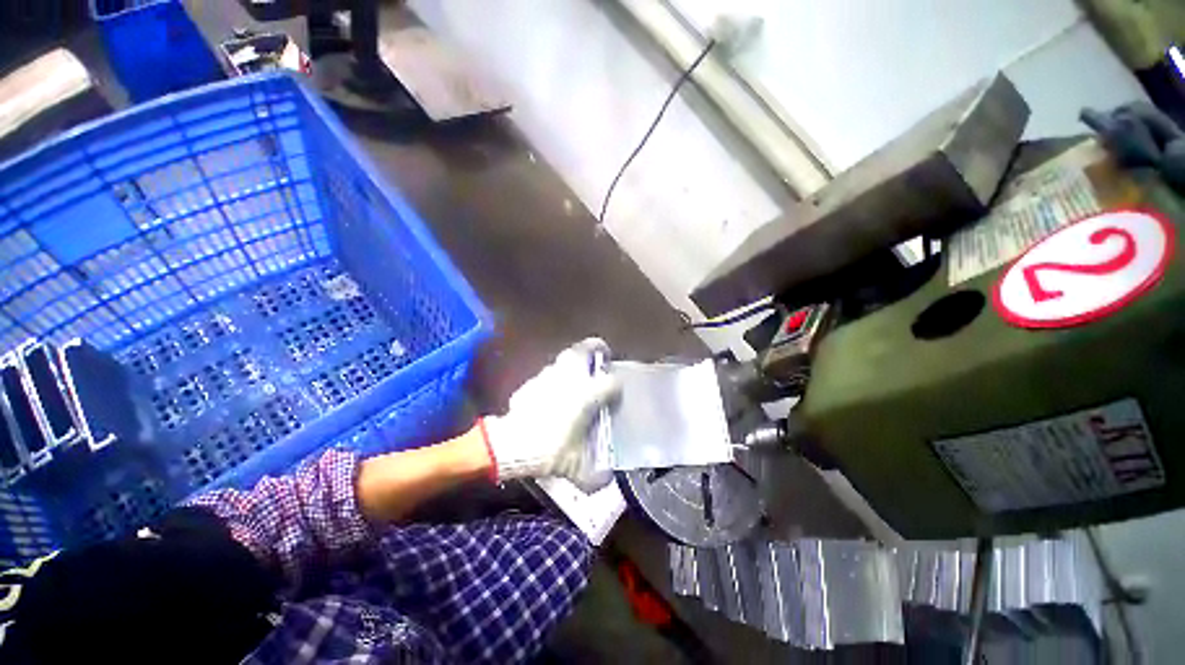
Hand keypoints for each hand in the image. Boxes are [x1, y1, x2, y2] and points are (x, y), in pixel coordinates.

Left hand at [482, 338, 621, 489]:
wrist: (511, 444)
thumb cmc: (550, 449)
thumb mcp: (575, 467)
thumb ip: (595, 476)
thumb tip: (606, 480)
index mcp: (587, 395)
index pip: (610, 381)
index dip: (616, 385)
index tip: (616, 391)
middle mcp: (571, 379)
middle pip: (584, 350)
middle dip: (595, 347)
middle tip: (601, 351)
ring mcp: (549, 377)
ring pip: (565, 358)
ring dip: (573, 361)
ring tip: (578, 370)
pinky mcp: (533, 382)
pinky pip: (548, 373)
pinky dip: (555, 376)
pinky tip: (554, 389)